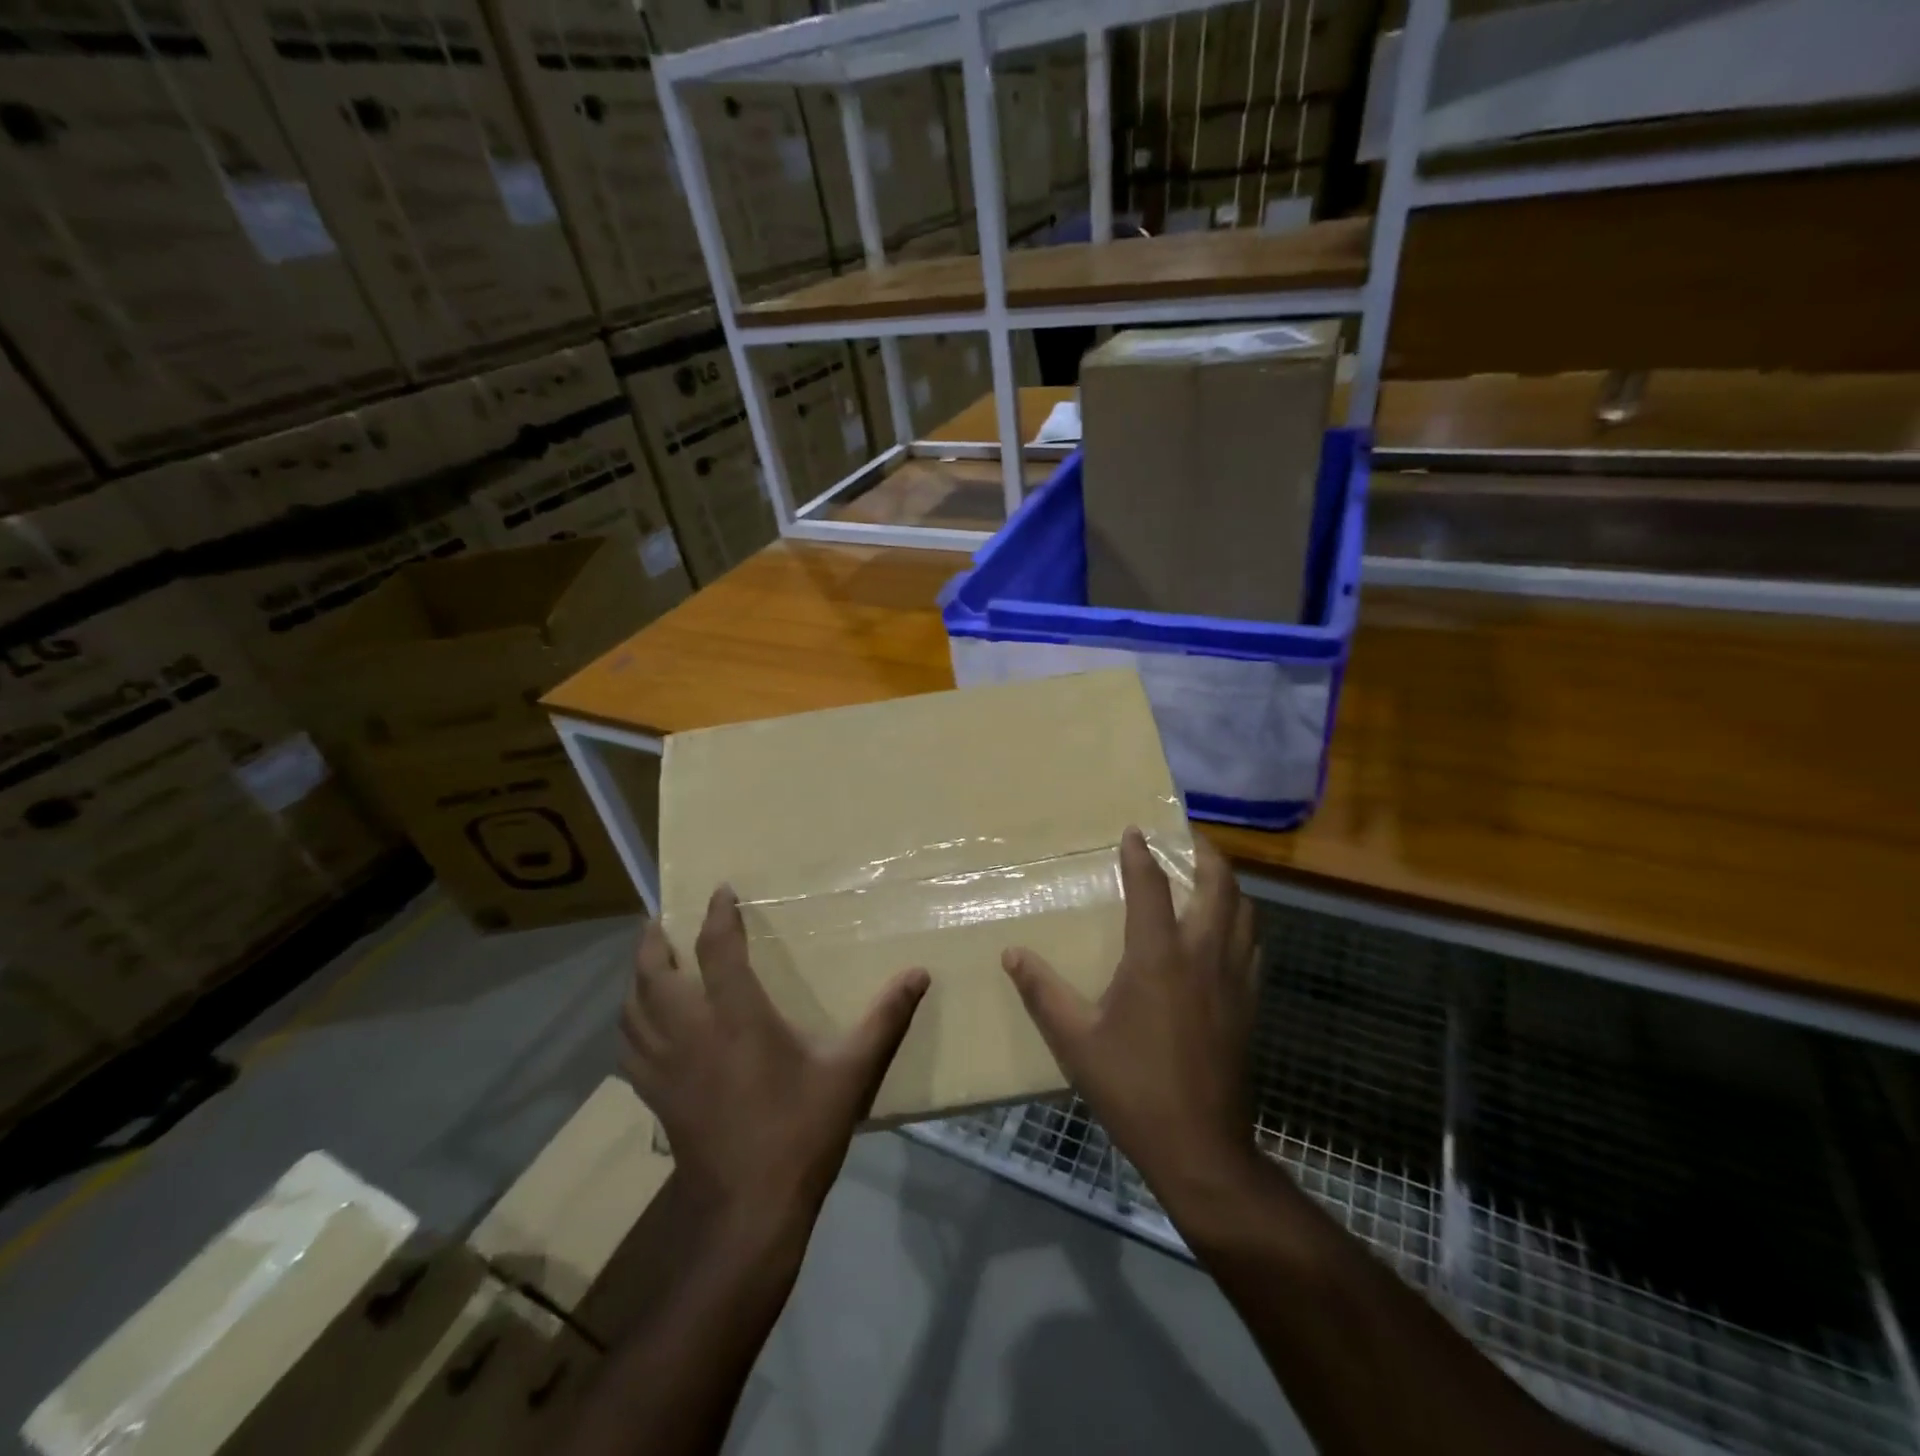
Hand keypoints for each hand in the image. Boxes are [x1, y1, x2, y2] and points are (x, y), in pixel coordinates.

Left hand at [621, 886, 928, 1241]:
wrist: (748, 1210)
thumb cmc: (800, 1132)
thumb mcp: (851, 1072)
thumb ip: (885, 1019)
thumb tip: (919, 974)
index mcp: (737, 1019)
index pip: (717, 950)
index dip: (716, 915)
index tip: (720, 891)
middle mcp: (692, 1033)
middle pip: (653, 974)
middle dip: (653, 942)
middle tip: (662, 921)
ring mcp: (666, 1067)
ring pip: (632, 1009)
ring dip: (636, 979)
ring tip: (649, 963)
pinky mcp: (655, 1096)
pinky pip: (629, 1047)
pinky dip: (631, 1023)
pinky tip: (643, 1024)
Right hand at [1002, 829, 1259, 1209]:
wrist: (1200, 1147)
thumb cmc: (1132, 1087)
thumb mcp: (1075, 1040)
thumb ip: (1042, 991)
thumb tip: (1011, 953)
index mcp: (1158, 957)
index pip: (1150, 886)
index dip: (1141, 854)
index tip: (1134, 831)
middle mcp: (1202, 955)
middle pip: (1218, 885)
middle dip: (1204, 853)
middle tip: (1187, 836)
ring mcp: (1234, 979)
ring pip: (1244, 912)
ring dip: (1228, 884)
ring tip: (1208, 874)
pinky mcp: (1250, 1003)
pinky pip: (1253, 944)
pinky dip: (1242, 921)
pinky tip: (1228, 931)